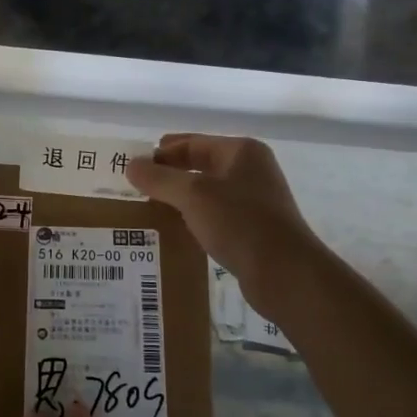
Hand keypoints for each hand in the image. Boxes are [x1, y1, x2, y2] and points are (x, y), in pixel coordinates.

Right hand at [125, 134, 316, 290]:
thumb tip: (131, 164)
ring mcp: (255, 200)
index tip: (134, 168)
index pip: (192, 142)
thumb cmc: (240, 223)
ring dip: (181, 198)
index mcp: (242, 151)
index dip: (162, 153)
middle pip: (200, 165)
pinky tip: (176, 230)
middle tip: (137, 188)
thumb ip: (160, 178)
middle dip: (170, 175)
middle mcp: (251, 170)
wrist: (285, 273)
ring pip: (208, 192)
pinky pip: (216, 215)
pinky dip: (195, 218)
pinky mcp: (254, 229)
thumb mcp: (193, 195)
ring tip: (150, 209)